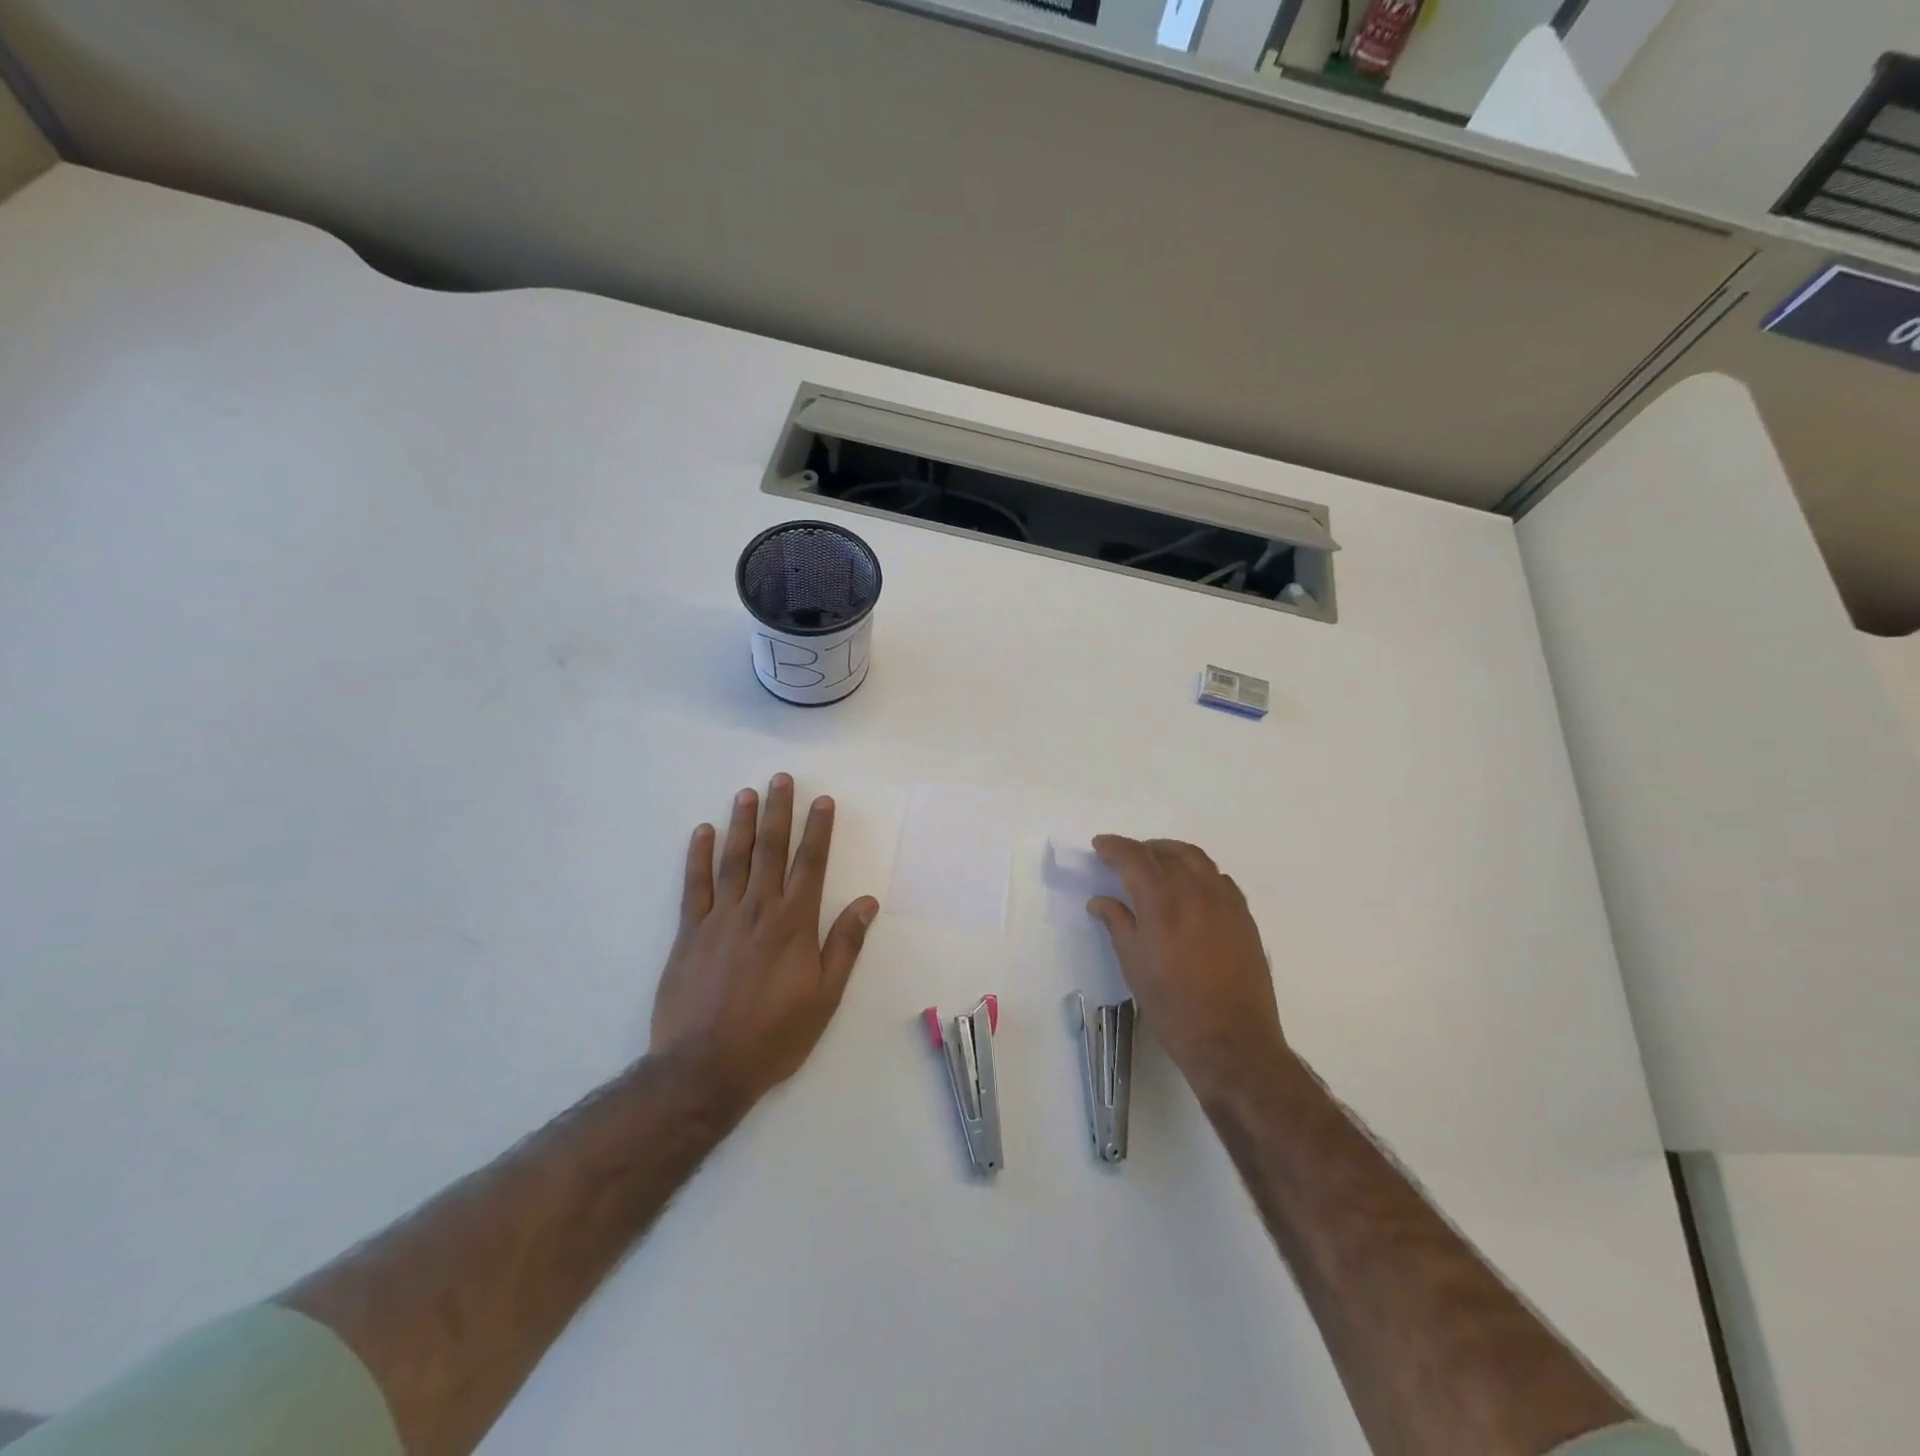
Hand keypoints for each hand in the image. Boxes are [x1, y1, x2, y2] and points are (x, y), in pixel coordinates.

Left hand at [649, 774, 879, 1111]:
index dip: (818, 830)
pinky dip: (698, 857)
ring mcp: (720, 918)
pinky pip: (694, 886)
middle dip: (779, 812)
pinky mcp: (690, 933)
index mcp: (794, 923)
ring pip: (734, 860)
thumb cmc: (774, 1034)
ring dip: (742, 824)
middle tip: (781, 779)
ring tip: (747, 793)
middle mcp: (758, 910)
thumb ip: (845, 945)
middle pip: (771, 850)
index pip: (810, 864)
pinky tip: (703, 832)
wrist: (705, 1067)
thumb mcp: (825, 996)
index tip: (822, 800)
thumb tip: (867, 901)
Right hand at [1088, 836, 1290, 1104]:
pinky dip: (1198, 872)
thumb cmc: (1173, 1006)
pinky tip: (1189, 888)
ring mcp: (1225, 902)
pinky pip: (1218, 878)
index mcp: (1163, 902)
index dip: (1114, 847)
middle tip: (1123, 858)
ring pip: (1196, 859)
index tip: (1100, 845)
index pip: (1135, 858)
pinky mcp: (1244, 916)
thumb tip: (1101, 901)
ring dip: (1171, 853)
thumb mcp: (1134, 965)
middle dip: (1141, 849)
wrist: (1232, 1041)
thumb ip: (1117, 923)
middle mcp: (1196, 891)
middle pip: (1166, 852)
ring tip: (1155, 864)